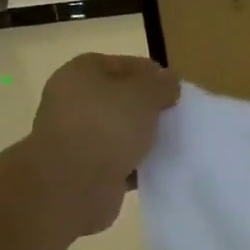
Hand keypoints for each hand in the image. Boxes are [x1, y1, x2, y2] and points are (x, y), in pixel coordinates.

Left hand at [25, 53, 179, 235]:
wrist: (72, 185)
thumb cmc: (107, 126)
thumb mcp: (145, 94)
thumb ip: (162, 84)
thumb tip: (168, 82)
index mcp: (81, 73)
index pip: (125, 64)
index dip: (153, 74)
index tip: (177, 90)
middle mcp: (72, 101)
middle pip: (121, 98)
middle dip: (149, 107)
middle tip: (176, 116)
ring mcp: (75, 136)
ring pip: (120, 130)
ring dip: (143, 137)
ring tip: (171, 142)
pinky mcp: (82, 168)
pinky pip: (118, 160)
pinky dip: (136, 164)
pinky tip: (157, 168)